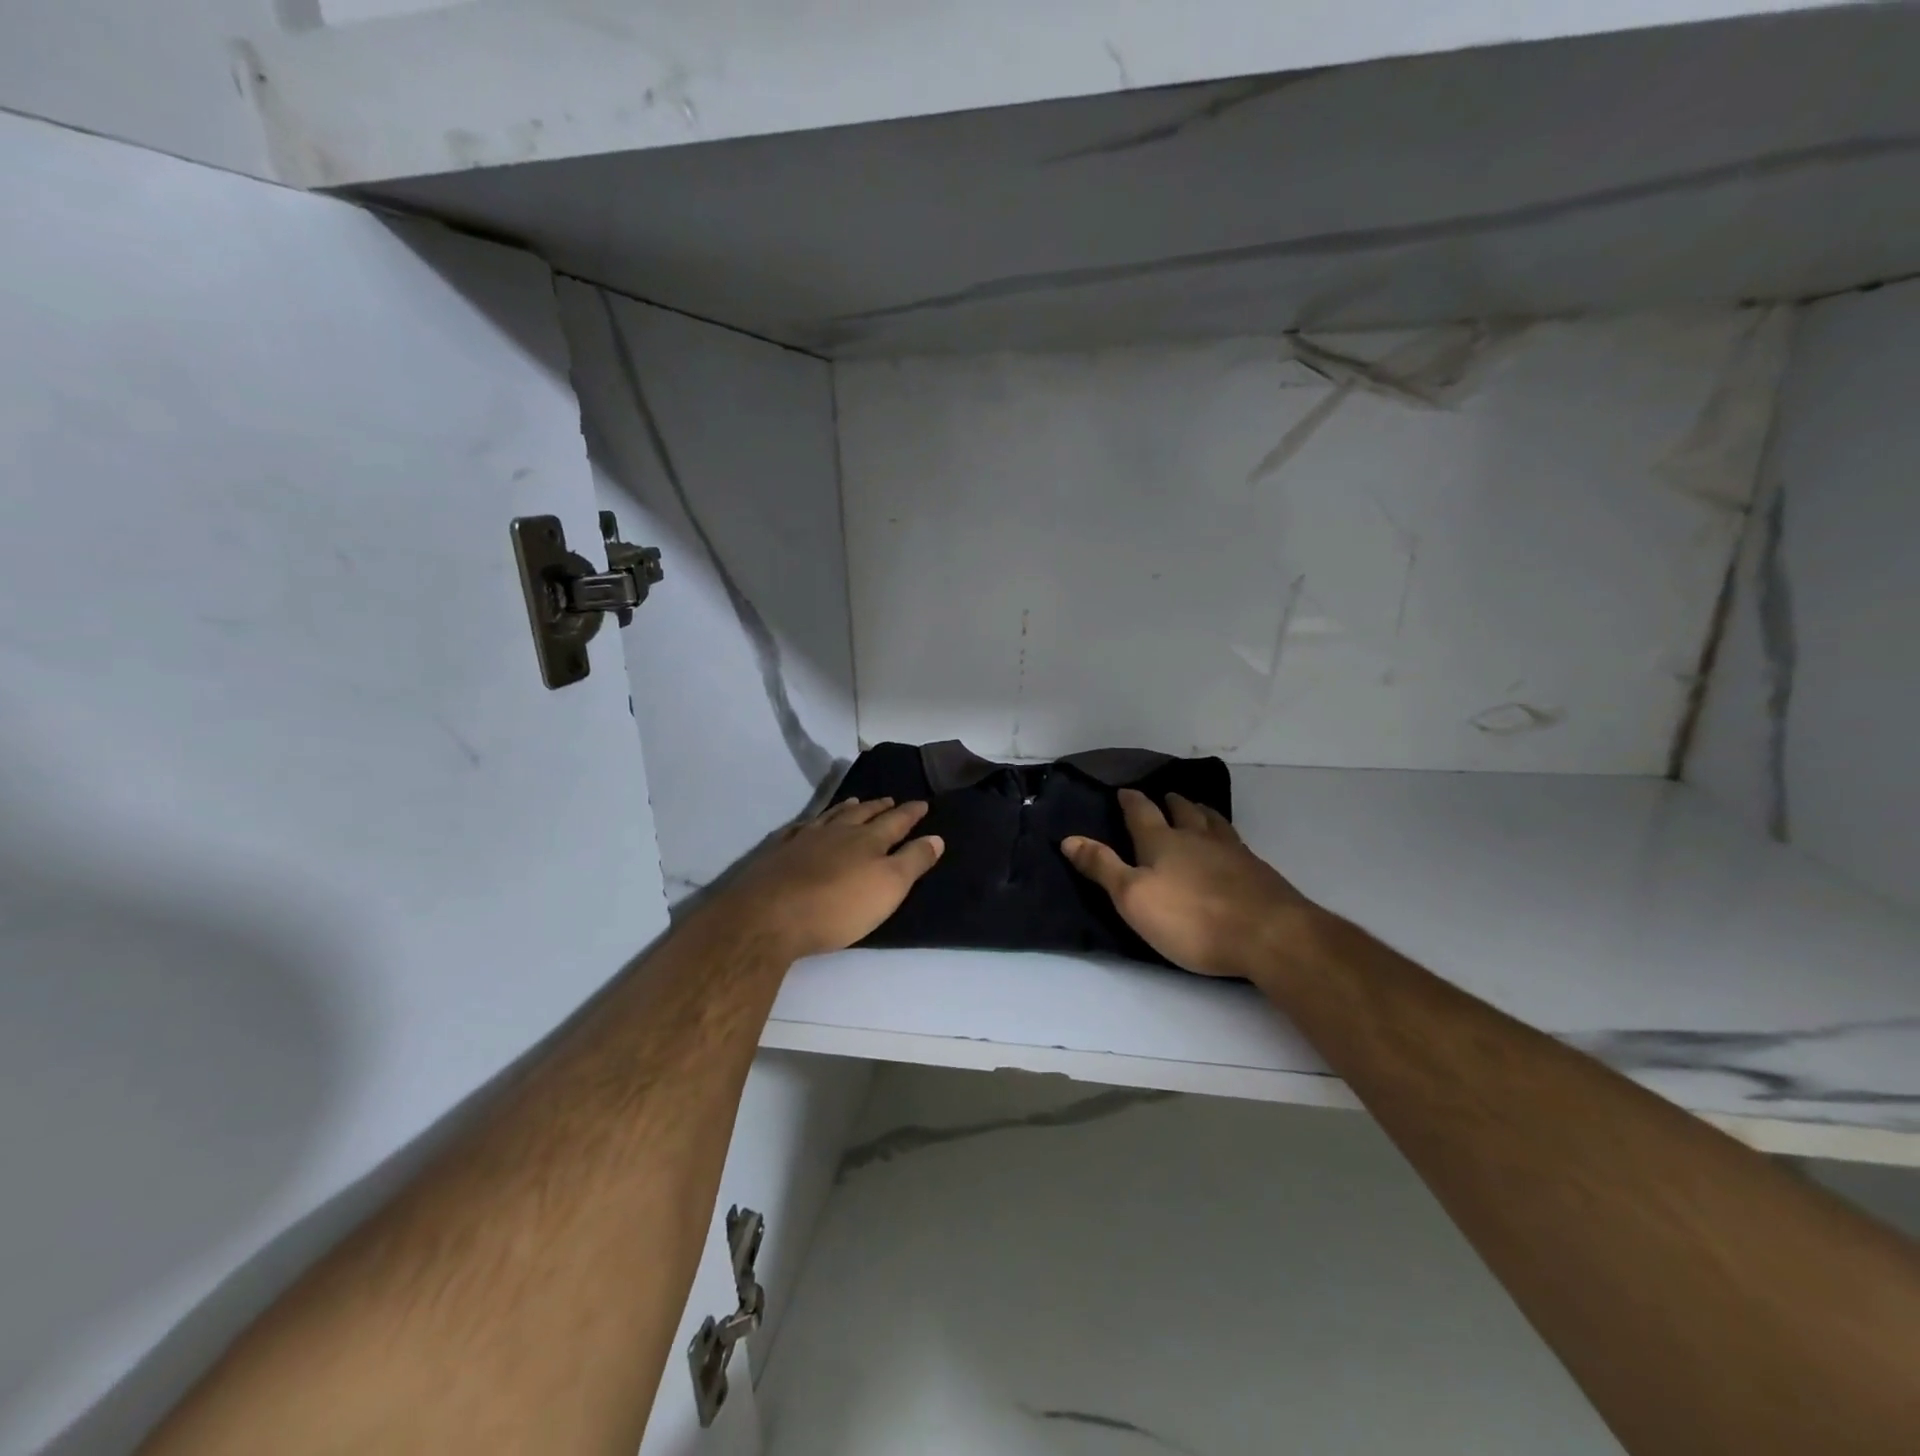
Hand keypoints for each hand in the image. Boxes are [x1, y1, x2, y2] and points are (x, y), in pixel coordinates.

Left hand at [718, 797, 943, 960]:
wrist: (770, 917)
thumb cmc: (838, 907)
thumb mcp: (889, 887)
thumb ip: (913, 860)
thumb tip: (936, 837)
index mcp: (868, 840)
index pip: (896, 821)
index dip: (910, 813)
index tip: (922, 803)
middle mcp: (838, 832)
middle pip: (862, 814)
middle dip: (879, 807)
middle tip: (889, 799)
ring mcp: (805, 840)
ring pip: (831, 816)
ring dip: (846, 808)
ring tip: (855, 801)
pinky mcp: (778, 853)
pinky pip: (799, 829)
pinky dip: (810, 823)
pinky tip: (808, 824)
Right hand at [1062, 789, 1318, 980]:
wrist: (1268, 934)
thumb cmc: (1191, 918)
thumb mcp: (1133, 897)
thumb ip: (1102, 867)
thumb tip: (1068, 838)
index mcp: (1162, 842)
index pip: (1142, 813)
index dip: (1131, 801)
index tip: (1125, 791)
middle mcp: (1197, 838)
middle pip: (1183, 811)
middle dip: (1171, 802)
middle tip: (1166, 795)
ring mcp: (1232, 852)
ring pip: (1213, 822)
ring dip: (1201, 812)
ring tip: (1198, 809)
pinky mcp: (1257, 871)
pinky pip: (1235, 841)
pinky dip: (1225, 835)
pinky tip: (1230, 845)